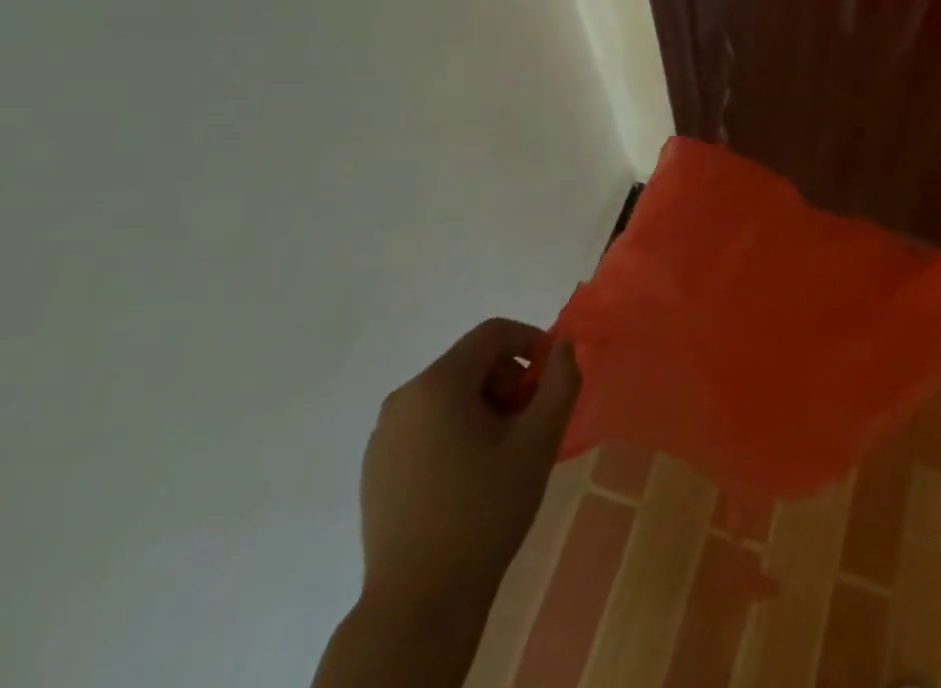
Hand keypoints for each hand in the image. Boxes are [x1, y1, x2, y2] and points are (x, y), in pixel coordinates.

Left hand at [358, 319, 580, 615]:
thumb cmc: (484, 513)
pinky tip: (470, 477)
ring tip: (504, 454)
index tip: (551, 378)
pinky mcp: (376, 468)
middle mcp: (403, 398)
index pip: (493, 333)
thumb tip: (565, 346)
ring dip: (485, 407)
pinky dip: (456, 431)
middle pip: (470, 363)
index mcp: (437, 384)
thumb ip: (560, 382)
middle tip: (531, 423)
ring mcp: (383, 435)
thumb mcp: (539, 442)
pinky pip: (426, 425)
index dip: (531, 342)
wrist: (418, 606)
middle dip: (509, 381)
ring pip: (448, 395)